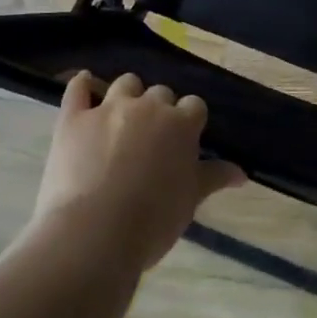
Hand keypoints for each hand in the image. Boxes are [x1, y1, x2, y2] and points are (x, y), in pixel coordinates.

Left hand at [33, 71, 244, 271]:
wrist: (95, 233)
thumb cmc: (152, 220)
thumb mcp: (190, 200)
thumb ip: (214, 177)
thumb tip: (242, 172)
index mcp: (181, 124)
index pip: (194, 106)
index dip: (189, 121)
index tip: (184, 139)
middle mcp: (148, 107)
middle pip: (160, 93)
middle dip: (158, 110)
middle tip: (151, 138)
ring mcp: (108, 108)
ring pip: (125, 84)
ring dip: (127, 96)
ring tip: (121, 118)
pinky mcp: (73, 118)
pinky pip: (78, 89)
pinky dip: (83, 85)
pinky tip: (85, 86)